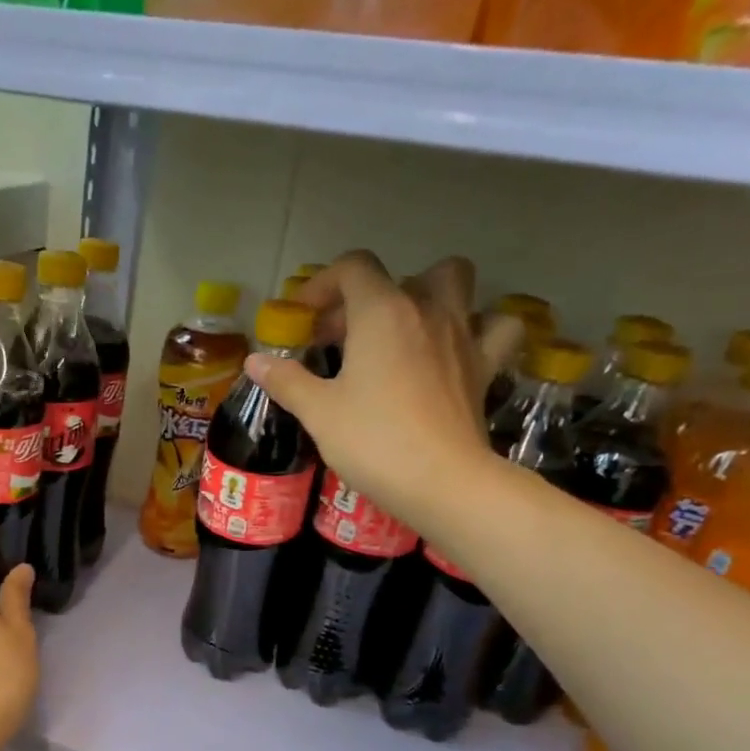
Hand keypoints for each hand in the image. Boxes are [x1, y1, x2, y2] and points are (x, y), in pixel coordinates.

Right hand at [245, 251, 523, 528]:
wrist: (442, 482)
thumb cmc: (372, 441)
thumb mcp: (318, 412)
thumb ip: (286, 380)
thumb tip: (254, 361)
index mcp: (381, 312)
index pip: (352, 268)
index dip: (322, 284)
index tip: (303, 319)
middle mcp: (426, 310)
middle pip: (401, 275)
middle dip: (366, 297)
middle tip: (342, 336)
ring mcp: (462, 335)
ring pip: (455, 283)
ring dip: (428, 293)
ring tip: (402, 328)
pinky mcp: (484, 366)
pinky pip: (494, 327)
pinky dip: (479, 326)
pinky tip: (457, 346)